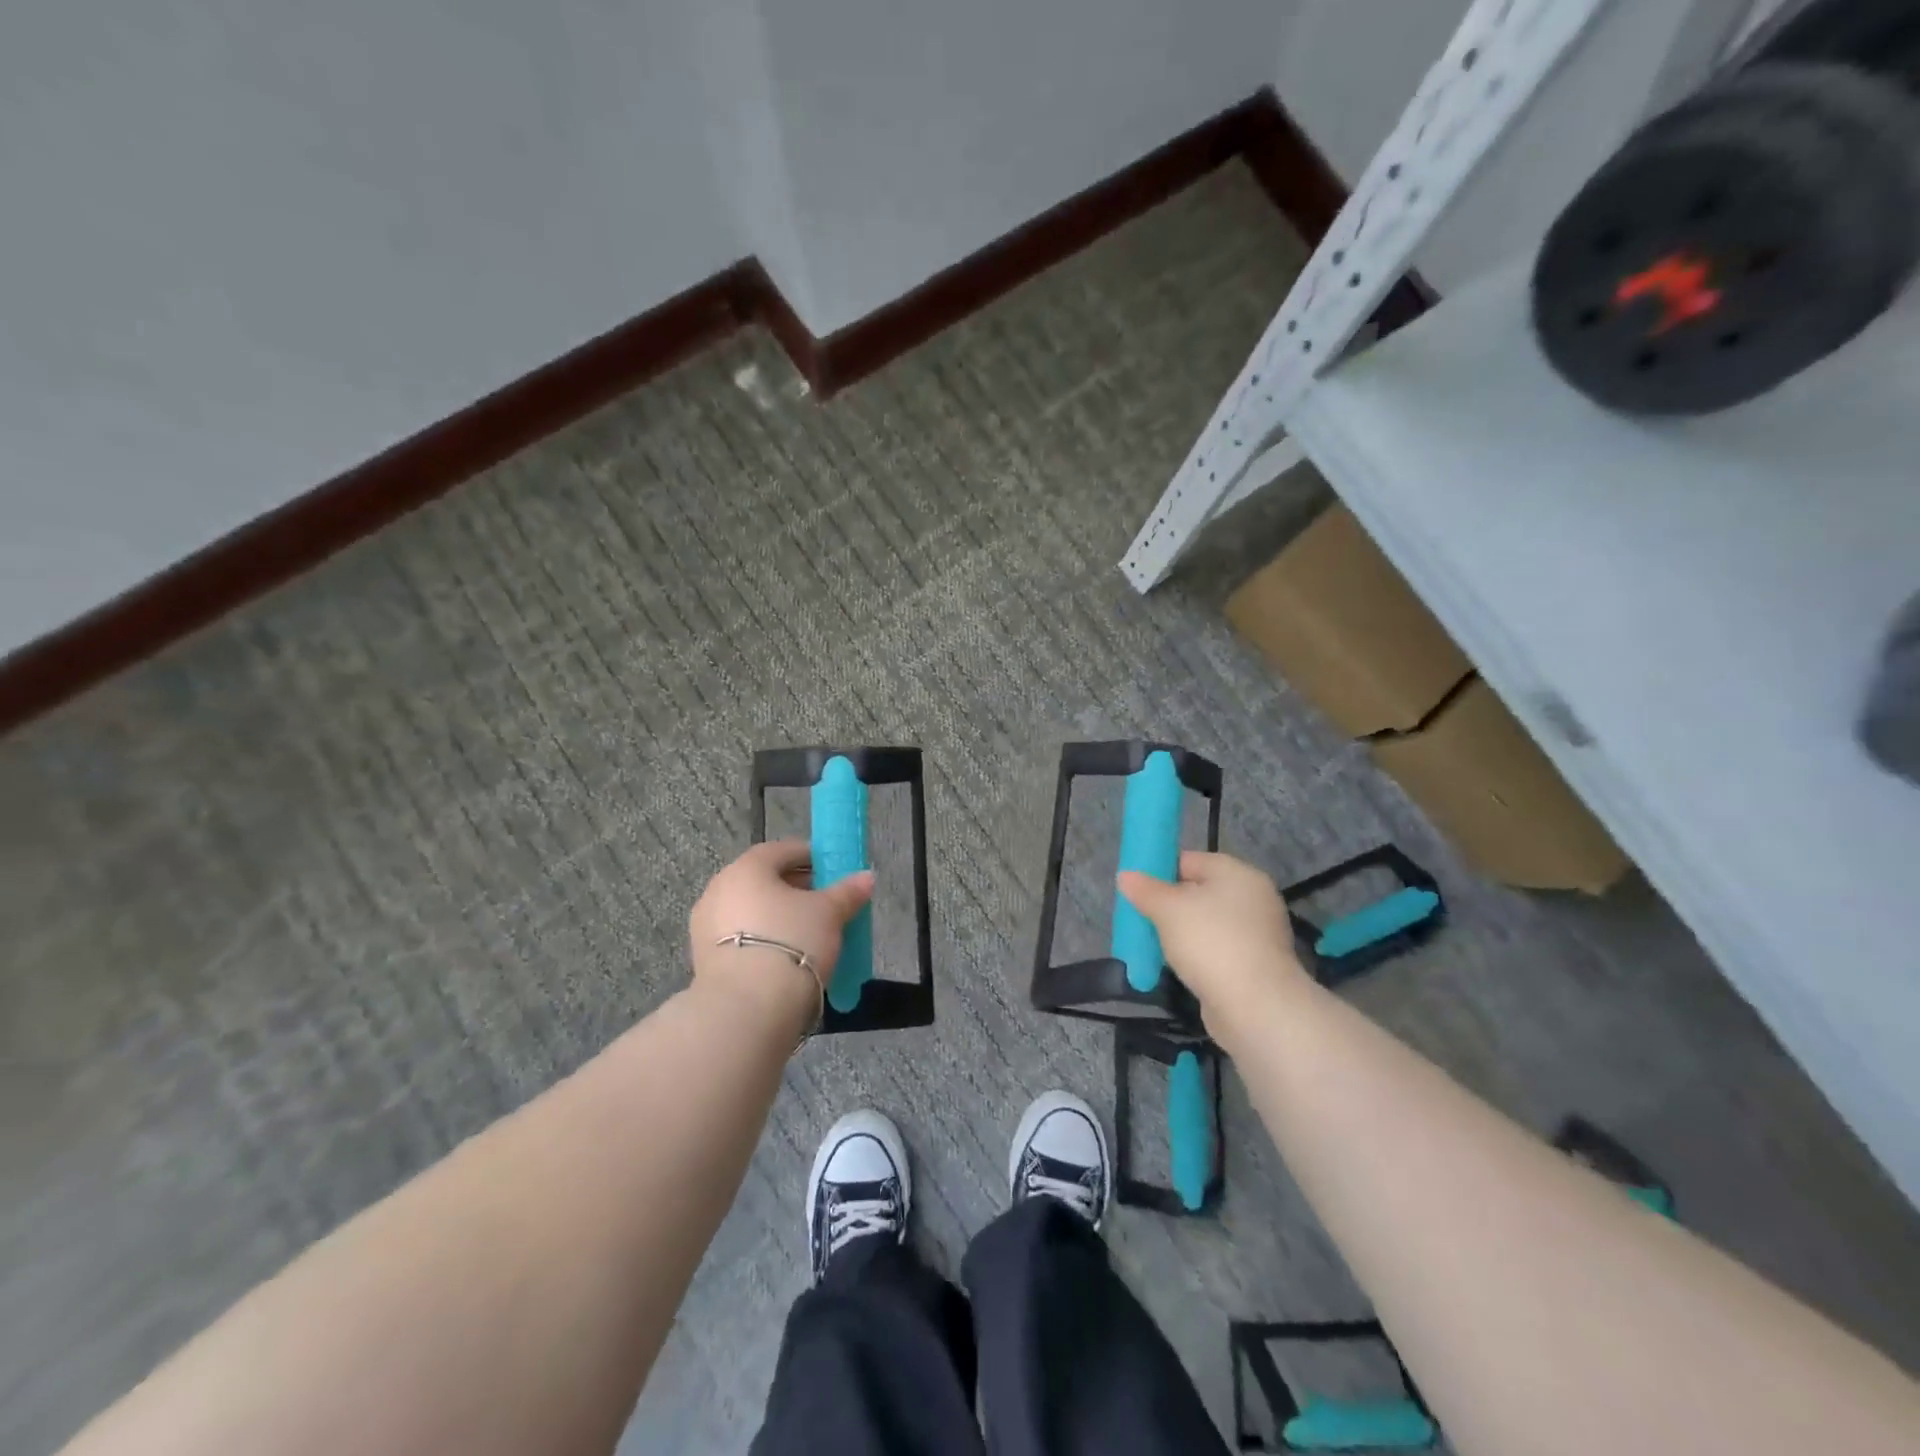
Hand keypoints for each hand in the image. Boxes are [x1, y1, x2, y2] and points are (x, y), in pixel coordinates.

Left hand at [688, 842, 875, 1025]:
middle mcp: (719, 889)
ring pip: (751, 910)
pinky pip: (741, 937)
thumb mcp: (829, 914)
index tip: (832, 869)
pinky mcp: (704, 958)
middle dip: (795, 888)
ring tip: (809, 933)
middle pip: (763, 880)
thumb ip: (847, 892)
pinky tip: (786, 956)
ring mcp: (706, 926)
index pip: (781, 850)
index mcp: (746, 868)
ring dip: (777, 915)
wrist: (747, 1009)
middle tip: (825, 902)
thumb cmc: (792, 943)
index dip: (810, 856)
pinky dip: (763, 938)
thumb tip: (866, 877)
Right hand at [1117, 851, 1310, 1033]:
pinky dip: (1197, 956)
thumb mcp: (1167, 909)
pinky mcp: (1256, 966)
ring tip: (1153, 945)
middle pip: (1200, 892)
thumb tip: (1126, 876)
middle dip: (1169, 905)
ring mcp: (1258, 934)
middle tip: (1141, 917)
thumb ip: (1145, 890)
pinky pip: (1217, 950)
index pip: (1190, 860)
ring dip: (1182, 933)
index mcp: (1238, 874)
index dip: (1160, 871)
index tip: (1137, 889)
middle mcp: (1253, 899)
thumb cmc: (1210, 942)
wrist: (1255, 1007)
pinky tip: (1177, 967)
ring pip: (1207, 924)